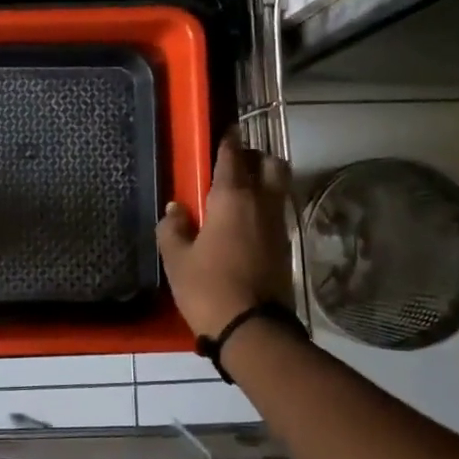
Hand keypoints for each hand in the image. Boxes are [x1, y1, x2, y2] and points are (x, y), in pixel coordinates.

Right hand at [156, 130, 294, 337]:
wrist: (253, 329)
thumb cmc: (208, 287)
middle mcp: (261, 204)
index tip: (226, 129)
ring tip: (239, 190)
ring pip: (277, 188)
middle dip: (255, 157)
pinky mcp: (285, 247)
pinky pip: (276, 212)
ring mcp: (278, 226)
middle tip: (235, 162)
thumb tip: (176, 208)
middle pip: (270, 165)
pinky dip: (264, 206)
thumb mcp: (176, 259)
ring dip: (263, 181)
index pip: (232, 157)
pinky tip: (245, 220)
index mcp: (232, 198)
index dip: (228, 141)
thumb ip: (173, 228)